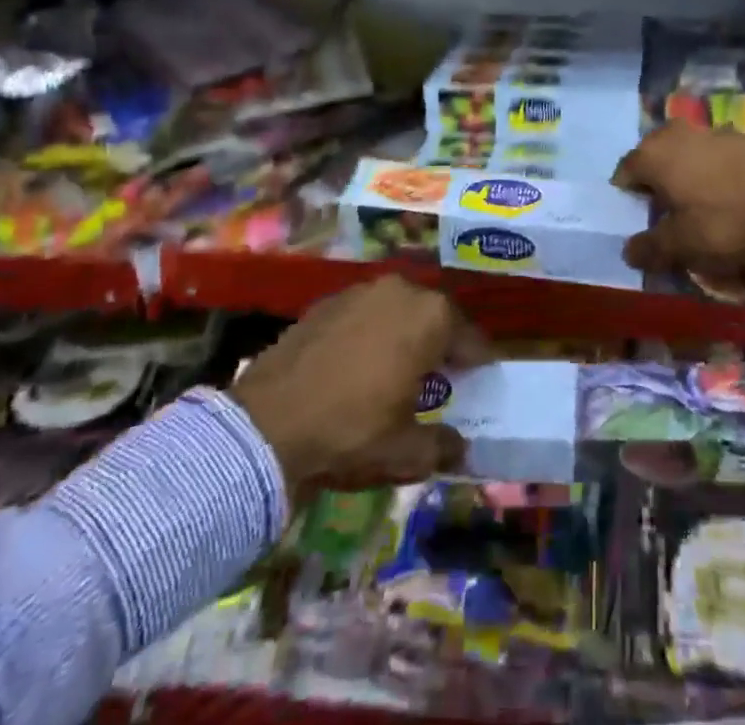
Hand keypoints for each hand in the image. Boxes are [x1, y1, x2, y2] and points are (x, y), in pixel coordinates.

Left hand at [230, 275, 489, 492]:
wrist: (266, 425)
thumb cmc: (350, 432)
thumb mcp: (405, 453)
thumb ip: (442, 446)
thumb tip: (460, 448)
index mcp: (431, 317)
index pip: (471, 338)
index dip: (477, 363)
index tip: (478, 381)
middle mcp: (401, 290)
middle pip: (434, 315)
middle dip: (440, 343)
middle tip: (439, 376)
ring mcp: (360, 291)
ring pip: (397, 309)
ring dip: (403, 333)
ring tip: (397, 368)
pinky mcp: (326, 302)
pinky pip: (363, 314)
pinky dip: (369, 333)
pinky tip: (357, 364)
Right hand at [613, 123, 744, 285]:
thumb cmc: (728, 220)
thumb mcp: (684, 244)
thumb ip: (651, 247)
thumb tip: (628, 251)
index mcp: (653, 154)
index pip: (623, 173)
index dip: (629, 201)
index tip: (643, 224)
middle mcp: (676, 133)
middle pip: (654, 160)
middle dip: (657, 186)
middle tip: (672, 219)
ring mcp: (711, 131)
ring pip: (685, 157)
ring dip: (686, 180)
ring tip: (704, 213)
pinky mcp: (741, 137)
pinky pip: (714, 157)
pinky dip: (714, 175)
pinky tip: (733, 201)